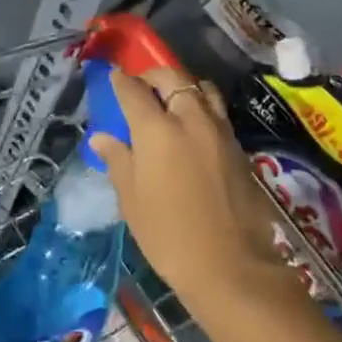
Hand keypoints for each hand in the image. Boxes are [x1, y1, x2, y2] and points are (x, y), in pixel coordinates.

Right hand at [89, 68, 282, 305]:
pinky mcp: (239, 147)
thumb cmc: (169, 236)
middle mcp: (190, 119)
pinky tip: (194, 126)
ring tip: (171, 100)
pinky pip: (217, 111)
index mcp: (157, 130)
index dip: (121, 82)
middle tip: (141, 85)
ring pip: (201, 89)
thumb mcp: (132, 200)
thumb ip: (118, 161)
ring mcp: (219, 131)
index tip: (114, 78)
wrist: (232, 266)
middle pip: (172, 78)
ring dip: (183, 86)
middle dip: (153, 75)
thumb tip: (102, 137)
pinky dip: (202, 106)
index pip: (135, 91)